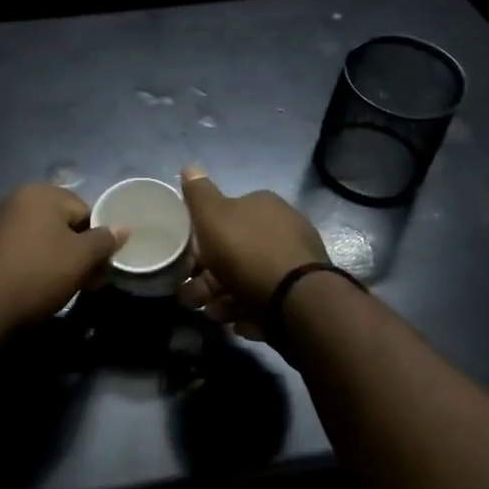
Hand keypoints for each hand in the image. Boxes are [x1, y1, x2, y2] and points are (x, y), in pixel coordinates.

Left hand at [0, 184, 127, 338]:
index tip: (98, 270)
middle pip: (63, 224)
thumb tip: (123, 227)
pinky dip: (31, 265)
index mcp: (42, 193)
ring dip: (55, 260)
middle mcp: (18, 198)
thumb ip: (104, 240)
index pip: (86, 212)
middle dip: (76, 252)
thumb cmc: (37, 273)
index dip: (97, 242)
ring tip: (59, 289)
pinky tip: (33, 288)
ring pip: (41, 239)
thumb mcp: (80, 258)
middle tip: (84, 283)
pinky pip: (20, 250)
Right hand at [176, 165, 327, 336]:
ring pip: (248, 279)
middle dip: (209, 277)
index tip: (187, 262)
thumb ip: (199, 194)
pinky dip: (250, 311)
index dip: (203, 239)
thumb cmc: (247, 252)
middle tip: (193, 297)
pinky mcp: (301, 295)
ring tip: (215, 315)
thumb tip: (188, 166)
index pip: (226, 216)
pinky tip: (240, 323)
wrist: (296, 301)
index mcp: (263, 206)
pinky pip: (266, 301)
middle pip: (234, 252)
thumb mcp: (213, 217)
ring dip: (225, 298)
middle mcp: (283, 229)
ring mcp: (295, 263)